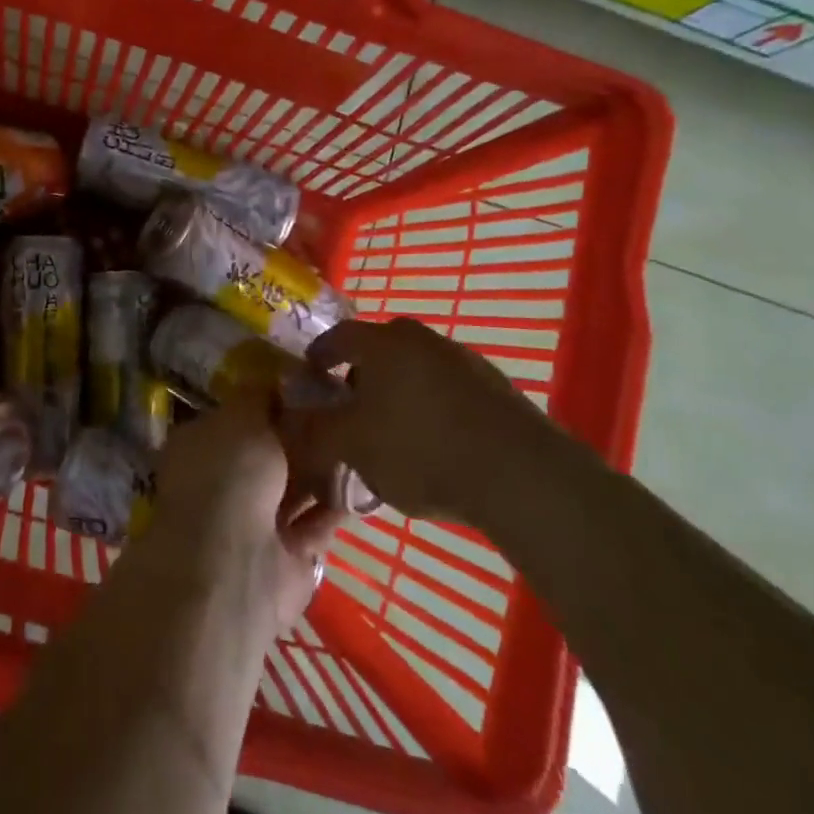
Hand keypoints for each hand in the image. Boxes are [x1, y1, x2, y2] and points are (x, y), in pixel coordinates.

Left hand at [141, 393, 343, 636]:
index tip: (305, 382)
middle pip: (268, 452)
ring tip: (363, 434)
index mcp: (200, 447)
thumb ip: (256, 397)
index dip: (267, 400)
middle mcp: (223, 482)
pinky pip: (317, 520)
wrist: (237, 563)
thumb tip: (272, 380)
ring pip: (294, 486)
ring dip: (323, 467)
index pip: (234, 417)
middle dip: (300, 433)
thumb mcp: (239, 417)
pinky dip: (338, 502)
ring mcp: (255, 522)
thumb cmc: (229, 474)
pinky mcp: (289, 554)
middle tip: (343, 405)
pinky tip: (368, 475)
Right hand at [277, 318, 571, 527]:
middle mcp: (423, 340)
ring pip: (416, 369)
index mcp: (384, 343)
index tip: (309, 377)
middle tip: (350, 406)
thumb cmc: (420, 450)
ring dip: (399, 392)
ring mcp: (465, 361)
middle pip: (380, 350)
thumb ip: (315, 430)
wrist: (521, 476)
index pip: (338, 336)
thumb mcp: (352, 446)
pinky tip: (434, 444)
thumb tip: (292, 420)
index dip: (318, 356)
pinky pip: (448, 390)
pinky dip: (432, 408)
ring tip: (392, 431)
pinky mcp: (497, 389)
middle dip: (360, 374)